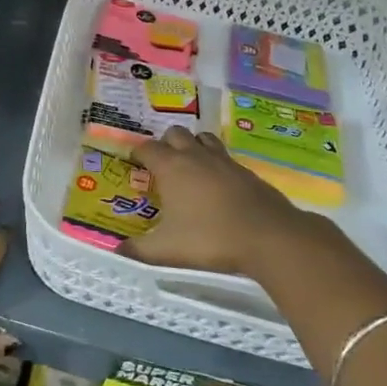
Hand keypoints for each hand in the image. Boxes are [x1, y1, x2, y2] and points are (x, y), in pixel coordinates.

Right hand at [123, 127, 308, 275]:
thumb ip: (139, 250)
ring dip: (193, 146)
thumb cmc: (210, 238)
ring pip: (203, 138)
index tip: (134, 162)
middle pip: (175, 134)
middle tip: (162, 165)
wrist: (268, 236)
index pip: (147, 148)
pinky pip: (225, 157)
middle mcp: (195, 156)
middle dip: (165, 144)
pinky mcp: (246, 171)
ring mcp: (223, 161)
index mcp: (171, 167)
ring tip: (190, 167)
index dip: (137, 153)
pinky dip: (216, 164)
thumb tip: (118, 251)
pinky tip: (218, 186)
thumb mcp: (167, 250)